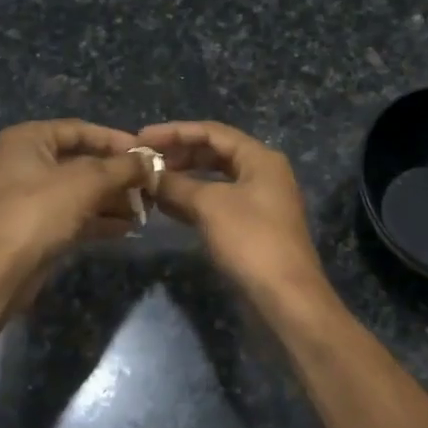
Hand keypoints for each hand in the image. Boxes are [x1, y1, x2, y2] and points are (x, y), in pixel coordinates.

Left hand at [0, 120, 152, 297]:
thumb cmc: (40, 211)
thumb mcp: (87, 182)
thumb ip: (122, 167)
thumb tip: (151, 162)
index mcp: (28, 140)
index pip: (80, 130)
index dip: (116, 140)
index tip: (147, 154)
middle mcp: (25, 162)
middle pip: (81, 161)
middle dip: (117, 175)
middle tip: (150, 185)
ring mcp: (28, 197)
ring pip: (79, 191)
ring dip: (112, 199)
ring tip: (145, 209)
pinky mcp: (34, 227)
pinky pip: (73, 215)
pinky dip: (98, 219)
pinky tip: (128, 228)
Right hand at [134, 121, 329, 305]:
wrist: (285, 296)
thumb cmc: (251, 240)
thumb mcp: (209, 206)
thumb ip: (176, 185)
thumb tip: (148, 175)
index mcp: (260, 158)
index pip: (212, 132)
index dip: (175, 131)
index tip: (141, 138)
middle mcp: (262, 173)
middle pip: (214, 153)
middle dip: (178, 155)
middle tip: (144, 161)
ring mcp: (258, 202)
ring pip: (214, 180)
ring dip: (183, 179)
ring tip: (150, 182)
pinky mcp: (251, 227)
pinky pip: (216, 203)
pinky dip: (192, 201)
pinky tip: (166, 206)